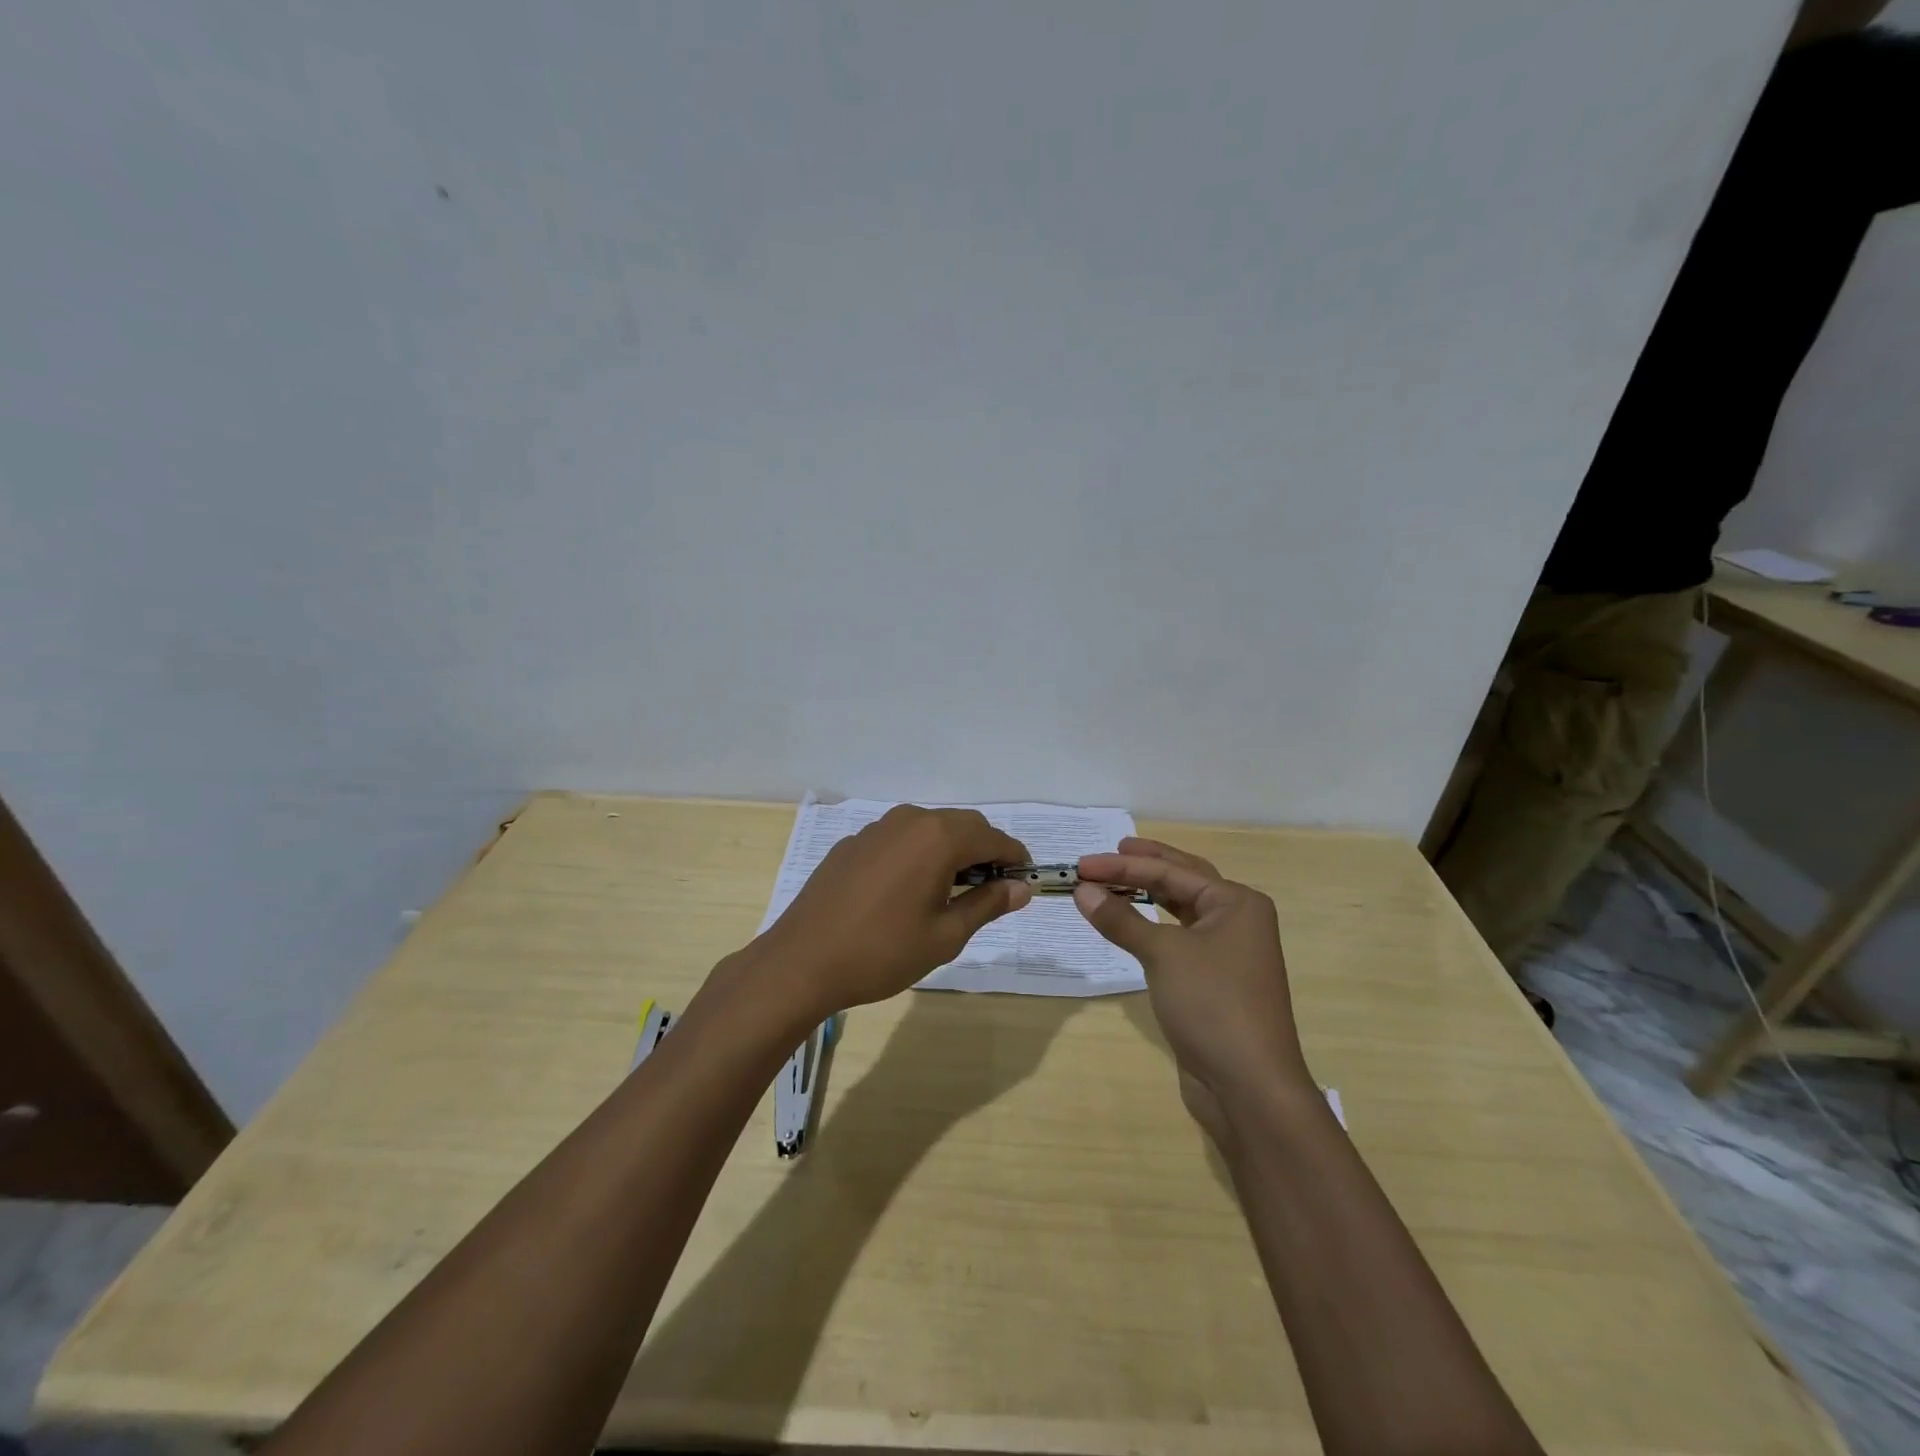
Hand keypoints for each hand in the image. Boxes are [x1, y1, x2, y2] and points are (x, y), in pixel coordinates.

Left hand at [755, 806, 1031, 1014]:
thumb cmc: (883, 952)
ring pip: (929, 829)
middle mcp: (909, 820)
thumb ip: (987, 904)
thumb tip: (1021, 888)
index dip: (1014, 858)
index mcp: (938, 837)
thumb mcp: (945, 935)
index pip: (993, 837)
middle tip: (990, 892)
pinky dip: (917, 855)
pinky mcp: (853, 843)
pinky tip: (906, 892)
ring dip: (950, 851)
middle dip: (984, 852)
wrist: (802, 961)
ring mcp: (876, 828)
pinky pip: (899, 839)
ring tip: (949, 893)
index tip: (1023, 882)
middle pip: (963, 825)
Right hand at [1072, 838, 1311, 1146]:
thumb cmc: (1212, 1005)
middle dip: (1145, 865)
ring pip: (1181, 910)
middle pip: (1183, 880)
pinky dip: (1151, 926)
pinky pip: (1178, 938)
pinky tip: (1132, 923)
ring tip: (1116, 880)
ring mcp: (1228, 952)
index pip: (1172, 871)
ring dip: (1147, 894)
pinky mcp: (1214, 981)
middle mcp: (1237, 920)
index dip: (1123, 866)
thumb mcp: (1162, 954)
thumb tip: (1083, 890)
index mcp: (1237, 903)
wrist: (1248, 1086)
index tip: (1081, 864)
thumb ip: (1121, 919)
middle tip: (1111, 851)